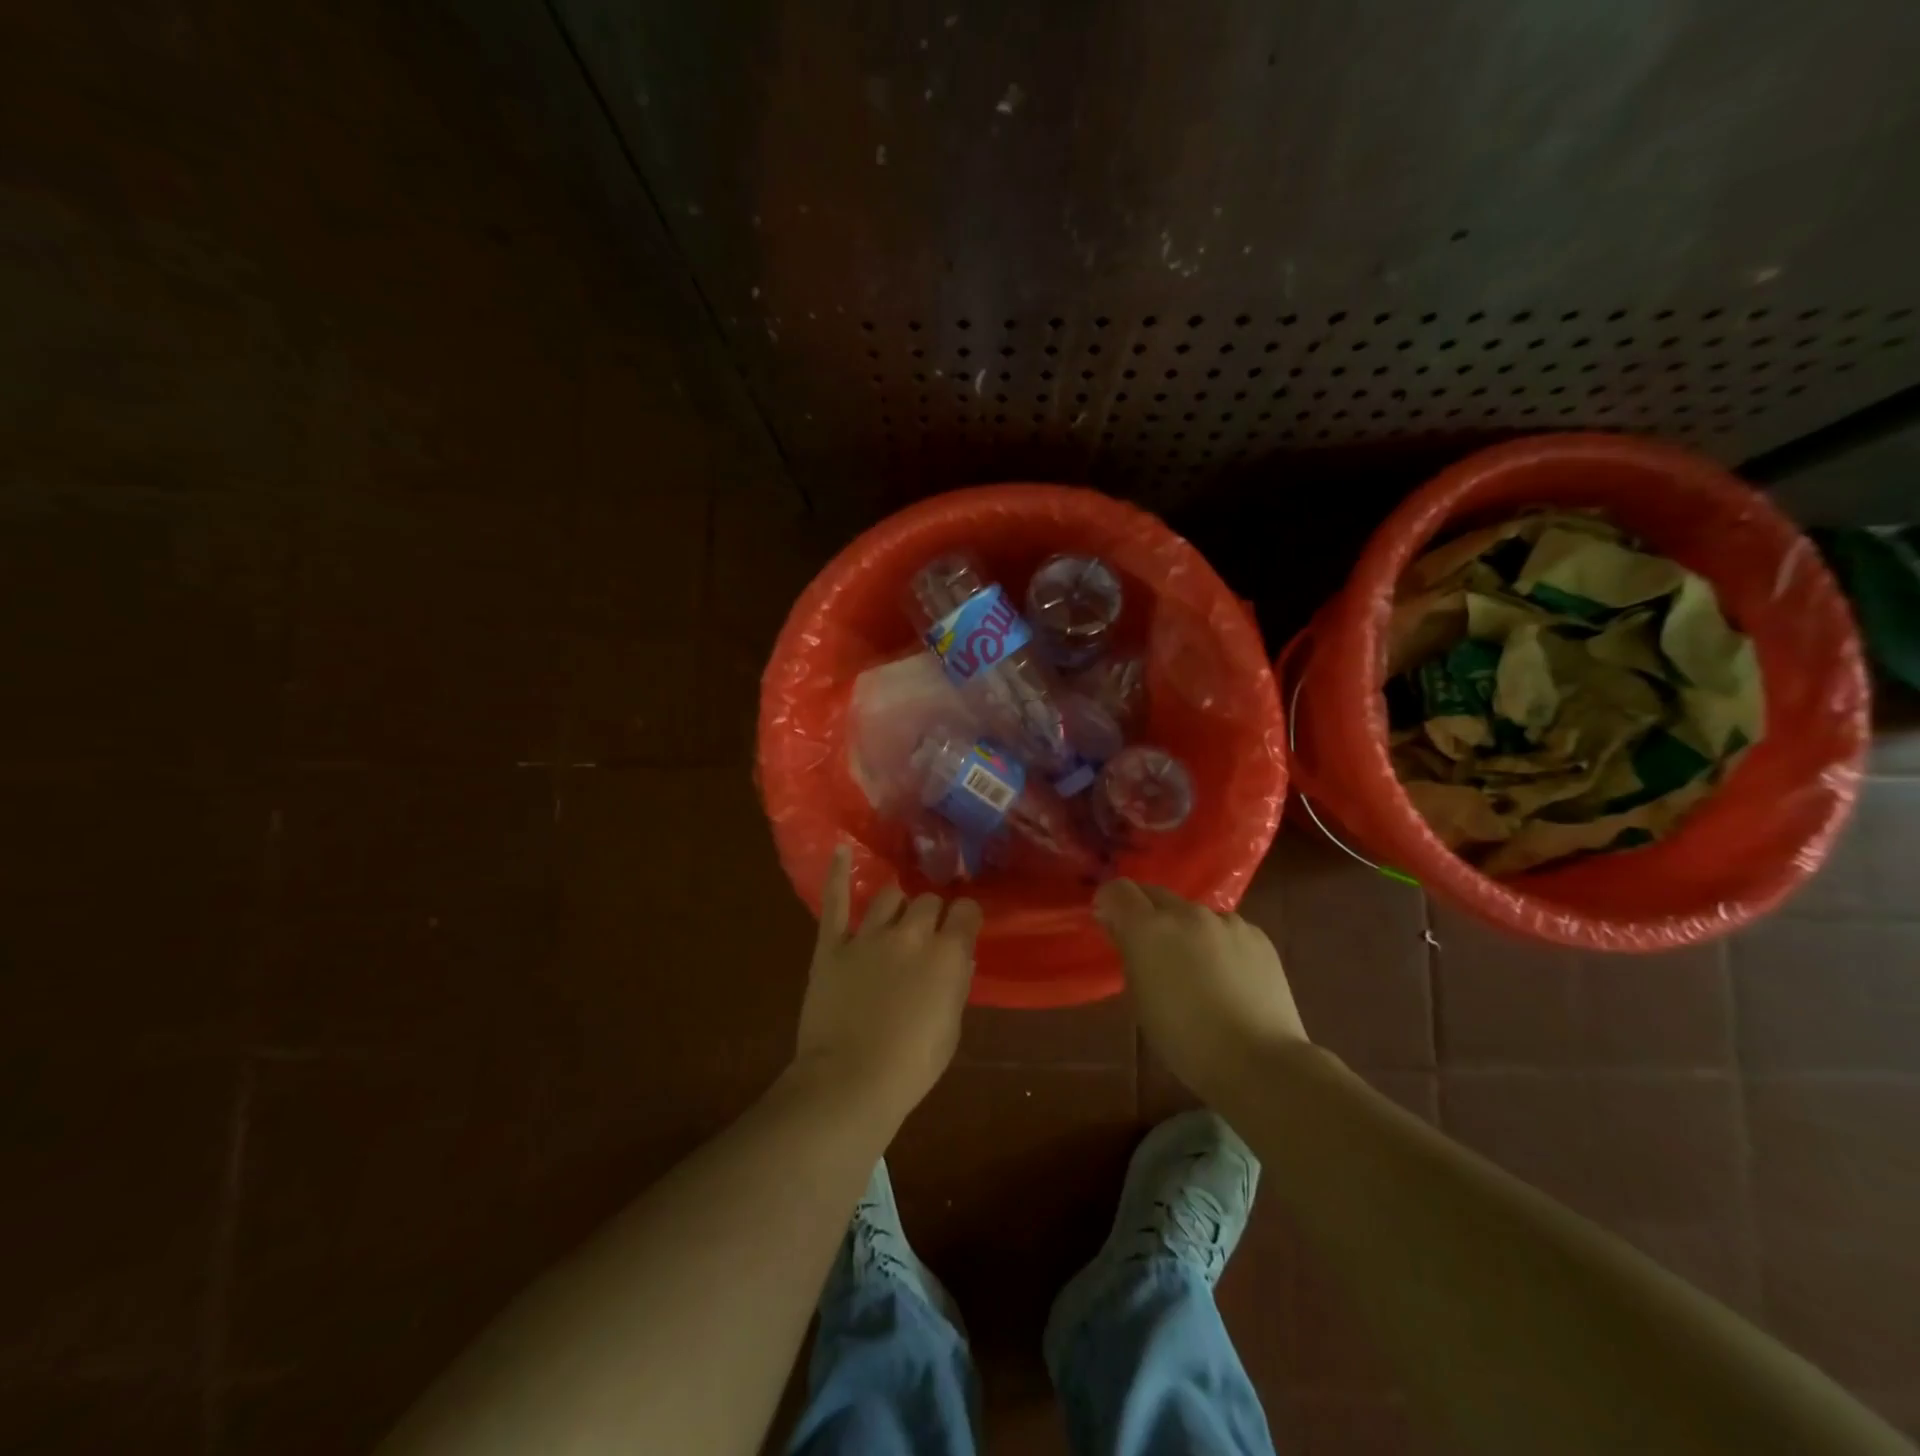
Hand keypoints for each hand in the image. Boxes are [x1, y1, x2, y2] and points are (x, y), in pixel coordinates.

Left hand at [791, 846, 980, 1127]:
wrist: (850, 1082)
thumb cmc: (912, 1065)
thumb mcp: (951, 1027)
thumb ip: (956, 983)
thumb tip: (957, 958)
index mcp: (947, 953)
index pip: (966, 911)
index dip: (965, 918)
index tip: (962, 928)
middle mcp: (911, 933)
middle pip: (927, 901)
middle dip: (931, 913)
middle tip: (926, 934)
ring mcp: (868, 935)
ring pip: (890, 895)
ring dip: (898, 903)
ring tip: (897, 912)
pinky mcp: (832, 944)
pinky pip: (835, 901)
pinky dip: (838, 873)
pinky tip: (841, 849)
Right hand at [1095, 880, 1309, 1101]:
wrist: (1259, 1062)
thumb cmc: (1185, 1041)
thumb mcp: (1141, 1000)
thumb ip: (1130, 954)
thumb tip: (1121, 928)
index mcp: (1148, 929)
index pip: (1117, 890)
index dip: (1110, 904)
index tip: (1111, 925)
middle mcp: (1186, 913)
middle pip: (1154, 894)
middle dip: (1146, 913)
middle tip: (1149, 948)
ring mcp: (1225, 921)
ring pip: (1192, 912)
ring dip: (1184, 929)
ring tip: (1195, 966)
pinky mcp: (1257, 934)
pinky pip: (1225, 927)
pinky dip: (1218, 942)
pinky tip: (1228, 975)